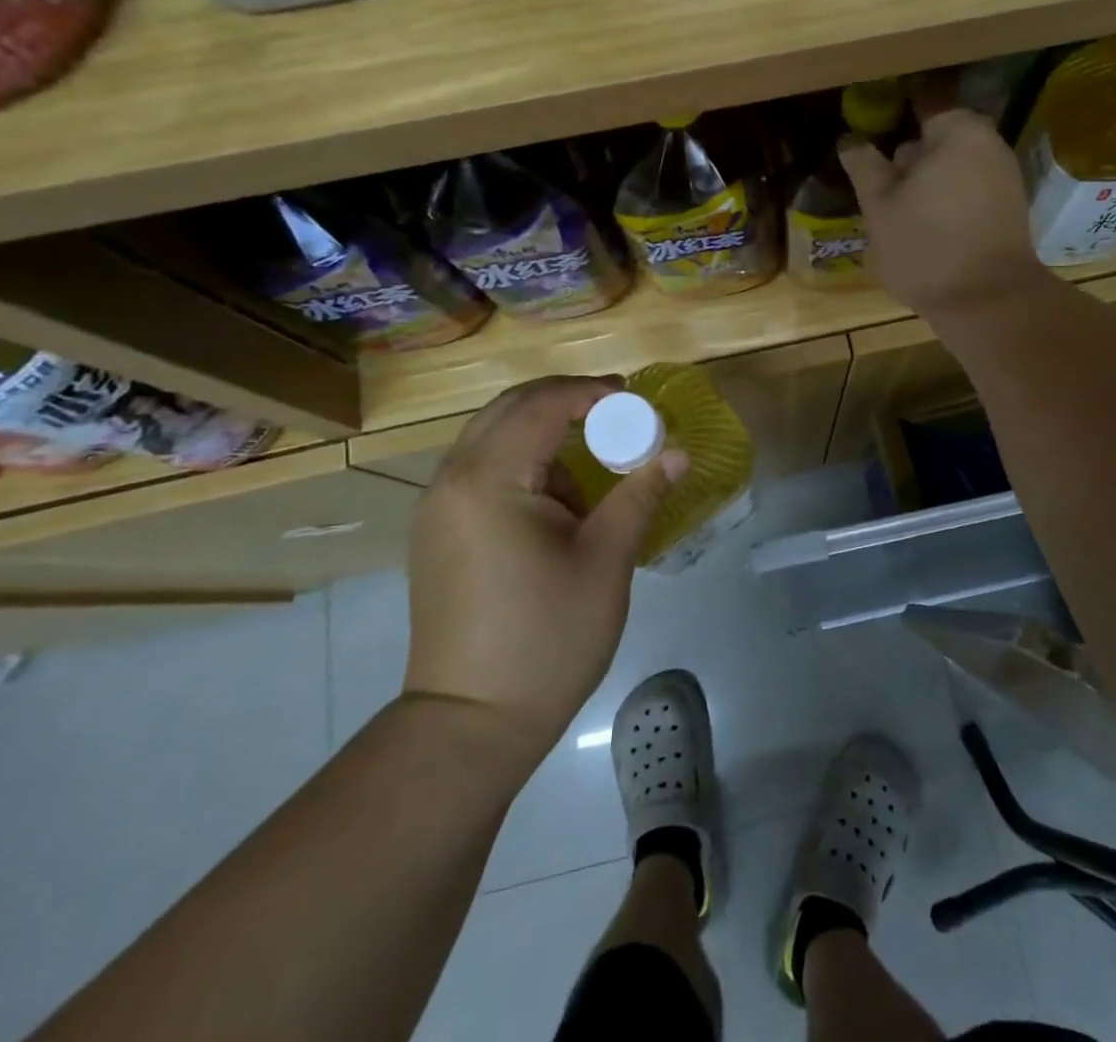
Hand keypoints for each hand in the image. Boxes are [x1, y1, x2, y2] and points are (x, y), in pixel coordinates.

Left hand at [402, 376, 687, 759]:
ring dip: (542, 431)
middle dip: (564, 400)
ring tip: (592, 456)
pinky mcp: (436, 532)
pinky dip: (521, 461)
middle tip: (616, 409)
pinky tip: (556, 497)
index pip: (540, 405)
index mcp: (489, 480)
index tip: (633, 397)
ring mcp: (436, 507)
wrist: (471, 723)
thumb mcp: (606, 560)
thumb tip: (679, 452)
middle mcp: (451, 480)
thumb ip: (641, 494)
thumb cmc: (547, 638)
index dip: (589, 392)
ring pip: (491, 437)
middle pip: (508, 408)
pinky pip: (480, 469)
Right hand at [840, 107, 1043, 318]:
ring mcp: (1005, 176)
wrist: (989, 301)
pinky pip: (971, 188)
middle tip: (880, 180)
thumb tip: (851, 140)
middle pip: (940, 135)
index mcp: (957, 131)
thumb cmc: (926, 247)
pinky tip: (928, 224)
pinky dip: (949, 196)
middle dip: (911, 153)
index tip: (870, 122)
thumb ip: (865, 167)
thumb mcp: (880, 207)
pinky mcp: (1011, 207)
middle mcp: (989, 143)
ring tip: (900, 208)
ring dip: (929, 178)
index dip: (894, 107)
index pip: (922, 99)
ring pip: (956, 164)